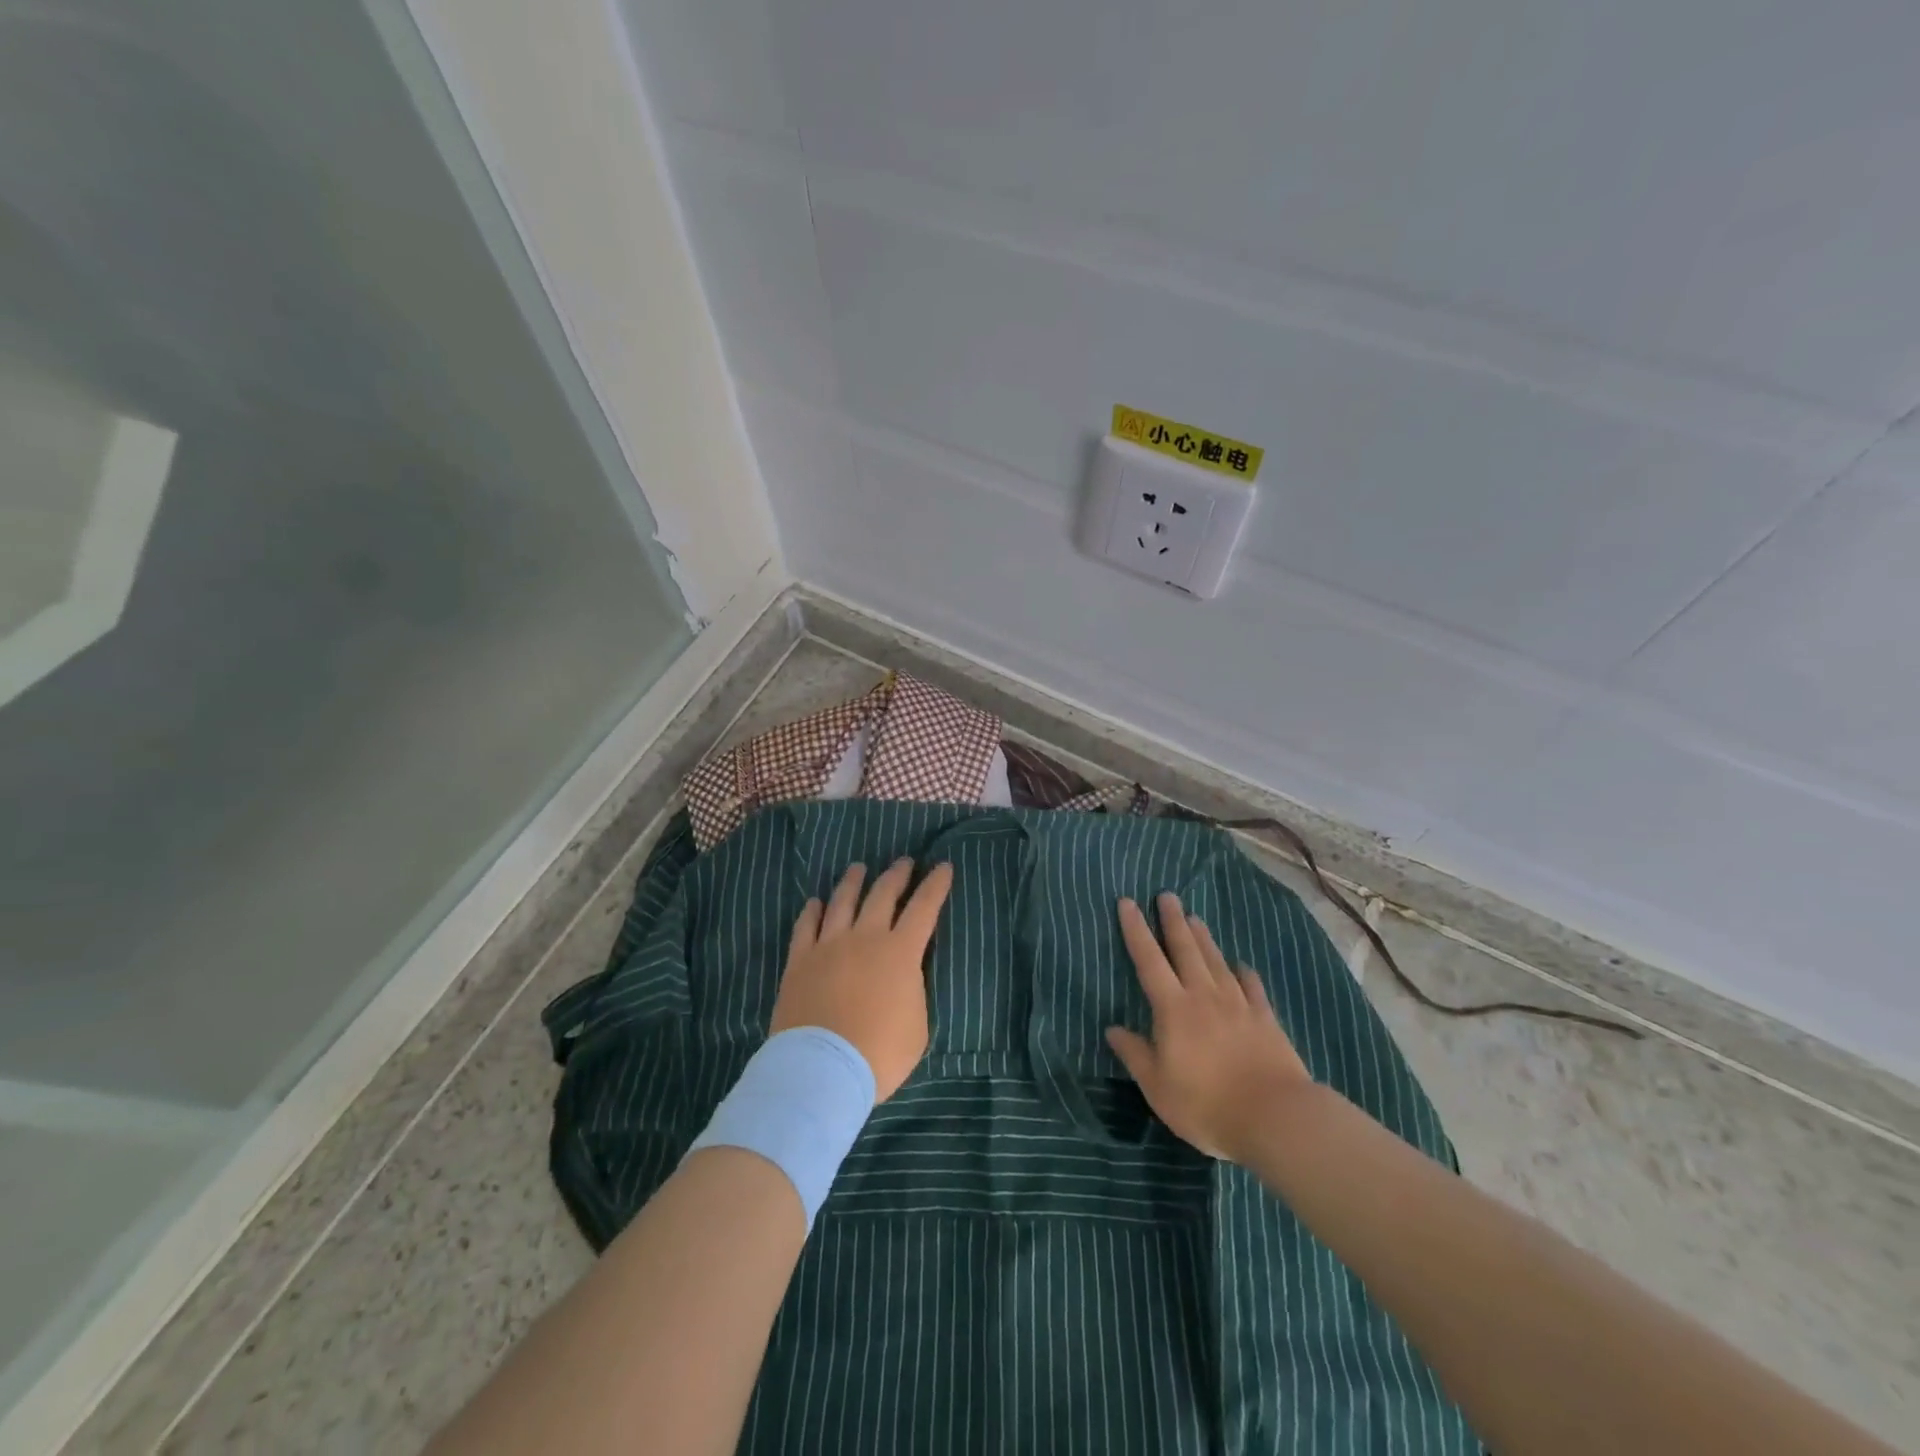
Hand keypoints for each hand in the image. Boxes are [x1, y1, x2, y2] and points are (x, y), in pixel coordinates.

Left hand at [771, 858, 952, 1101]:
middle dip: (897, 875)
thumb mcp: (918, 1025)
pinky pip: (806, 926)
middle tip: (904, 862)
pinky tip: (815, 903)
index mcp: (900, 952)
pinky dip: (812, 911)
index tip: (943, 866)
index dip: (936, 885)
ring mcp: (828, 945)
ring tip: (859, 868)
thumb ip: (913, 991)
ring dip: (853, 881)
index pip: (924, 908)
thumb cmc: (880, 1053)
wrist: (823, 1069)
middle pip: (882, 894)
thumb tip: (904, 976)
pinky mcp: (800, 960)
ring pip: (842, 901)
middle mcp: (865, 937)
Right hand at [1106, 893, 1311, 1161]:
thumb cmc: (1207, 1104)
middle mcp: (1204, 996)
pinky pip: (1253, 988)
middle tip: (1167, 895)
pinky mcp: (1266, 1020)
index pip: (1149, 961)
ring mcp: (1238, 1005)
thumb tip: (1112, 1029)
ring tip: (1195, 918)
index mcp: (1173, 1009)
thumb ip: (1135, 1054)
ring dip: (1204, 938)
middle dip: (1173, 921)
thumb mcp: (1158, 1087)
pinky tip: (1242, 965)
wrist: (1275, 1117)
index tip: (1128, 902)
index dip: (1136, 930)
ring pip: (1217, 962)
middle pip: (1186, 950)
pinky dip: (1245, 974)